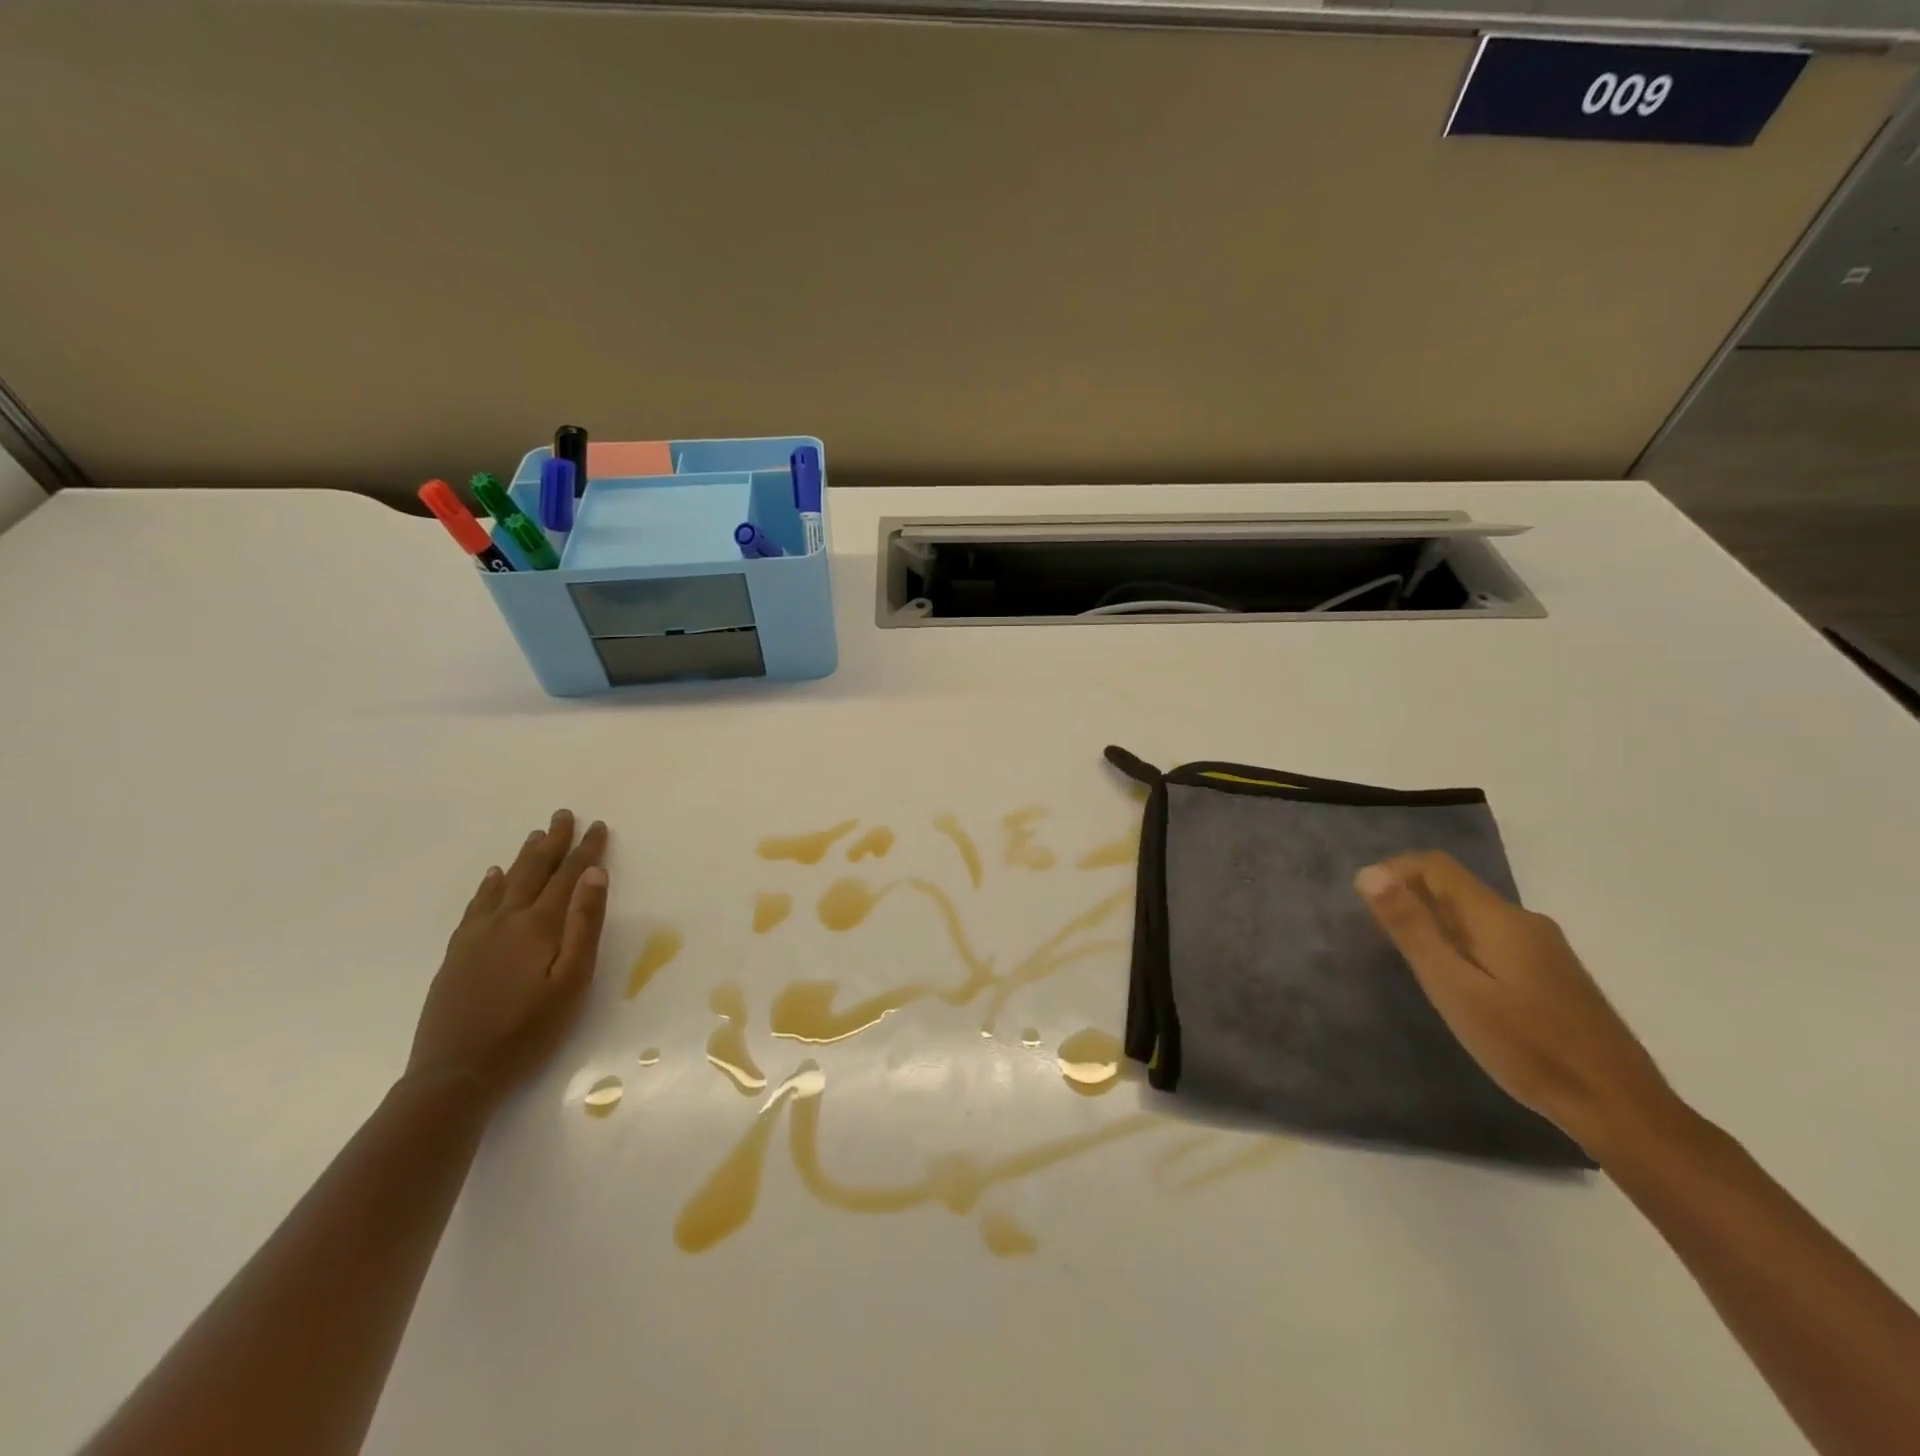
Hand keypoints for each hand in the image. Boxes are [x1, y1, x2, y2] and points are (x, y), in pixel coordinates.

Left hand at [406, 809, 610, 1105]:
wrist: (455, 1073)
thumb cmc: (528, 1031)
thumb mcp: (572, 981)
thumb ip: (584, 925)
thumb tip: (594, 874)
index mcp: (538, 926)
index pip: (569, 877)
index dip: (585, 850)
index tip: (597, 826)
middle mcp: (507, 920)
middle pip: (533, 871)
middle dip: (553, 842)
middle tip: (563, 815)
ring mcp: (477, 936)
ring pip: (504, 883)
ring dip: (523, 857)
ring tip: (535, 836)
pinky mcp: (457, 953)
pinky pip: (476, 904)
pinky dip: (488, 885)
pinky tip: (492, 876)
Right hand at [1355, 851, 1679, 1161]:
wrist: (1618, 1105)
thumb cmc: (1525, 1046)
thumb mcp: (1453, 987)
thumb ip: (1412, 928)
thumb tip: (1370, 873)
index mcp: (1498, 917)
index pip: (1436, 865)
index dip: (1395, 871)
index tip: (1366, 904)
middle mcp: (1524, 920)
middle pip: (1455, 889)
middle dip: (1412, 902)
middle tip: (1384, 944)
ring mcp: (1545, 947)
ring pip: (1475, 917)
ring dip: (1437, 927)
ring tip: (1416, 969)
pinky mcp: (1554, 973)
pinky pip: (1495, 940)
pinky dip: (1463, 947)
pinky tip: (1461, 989)